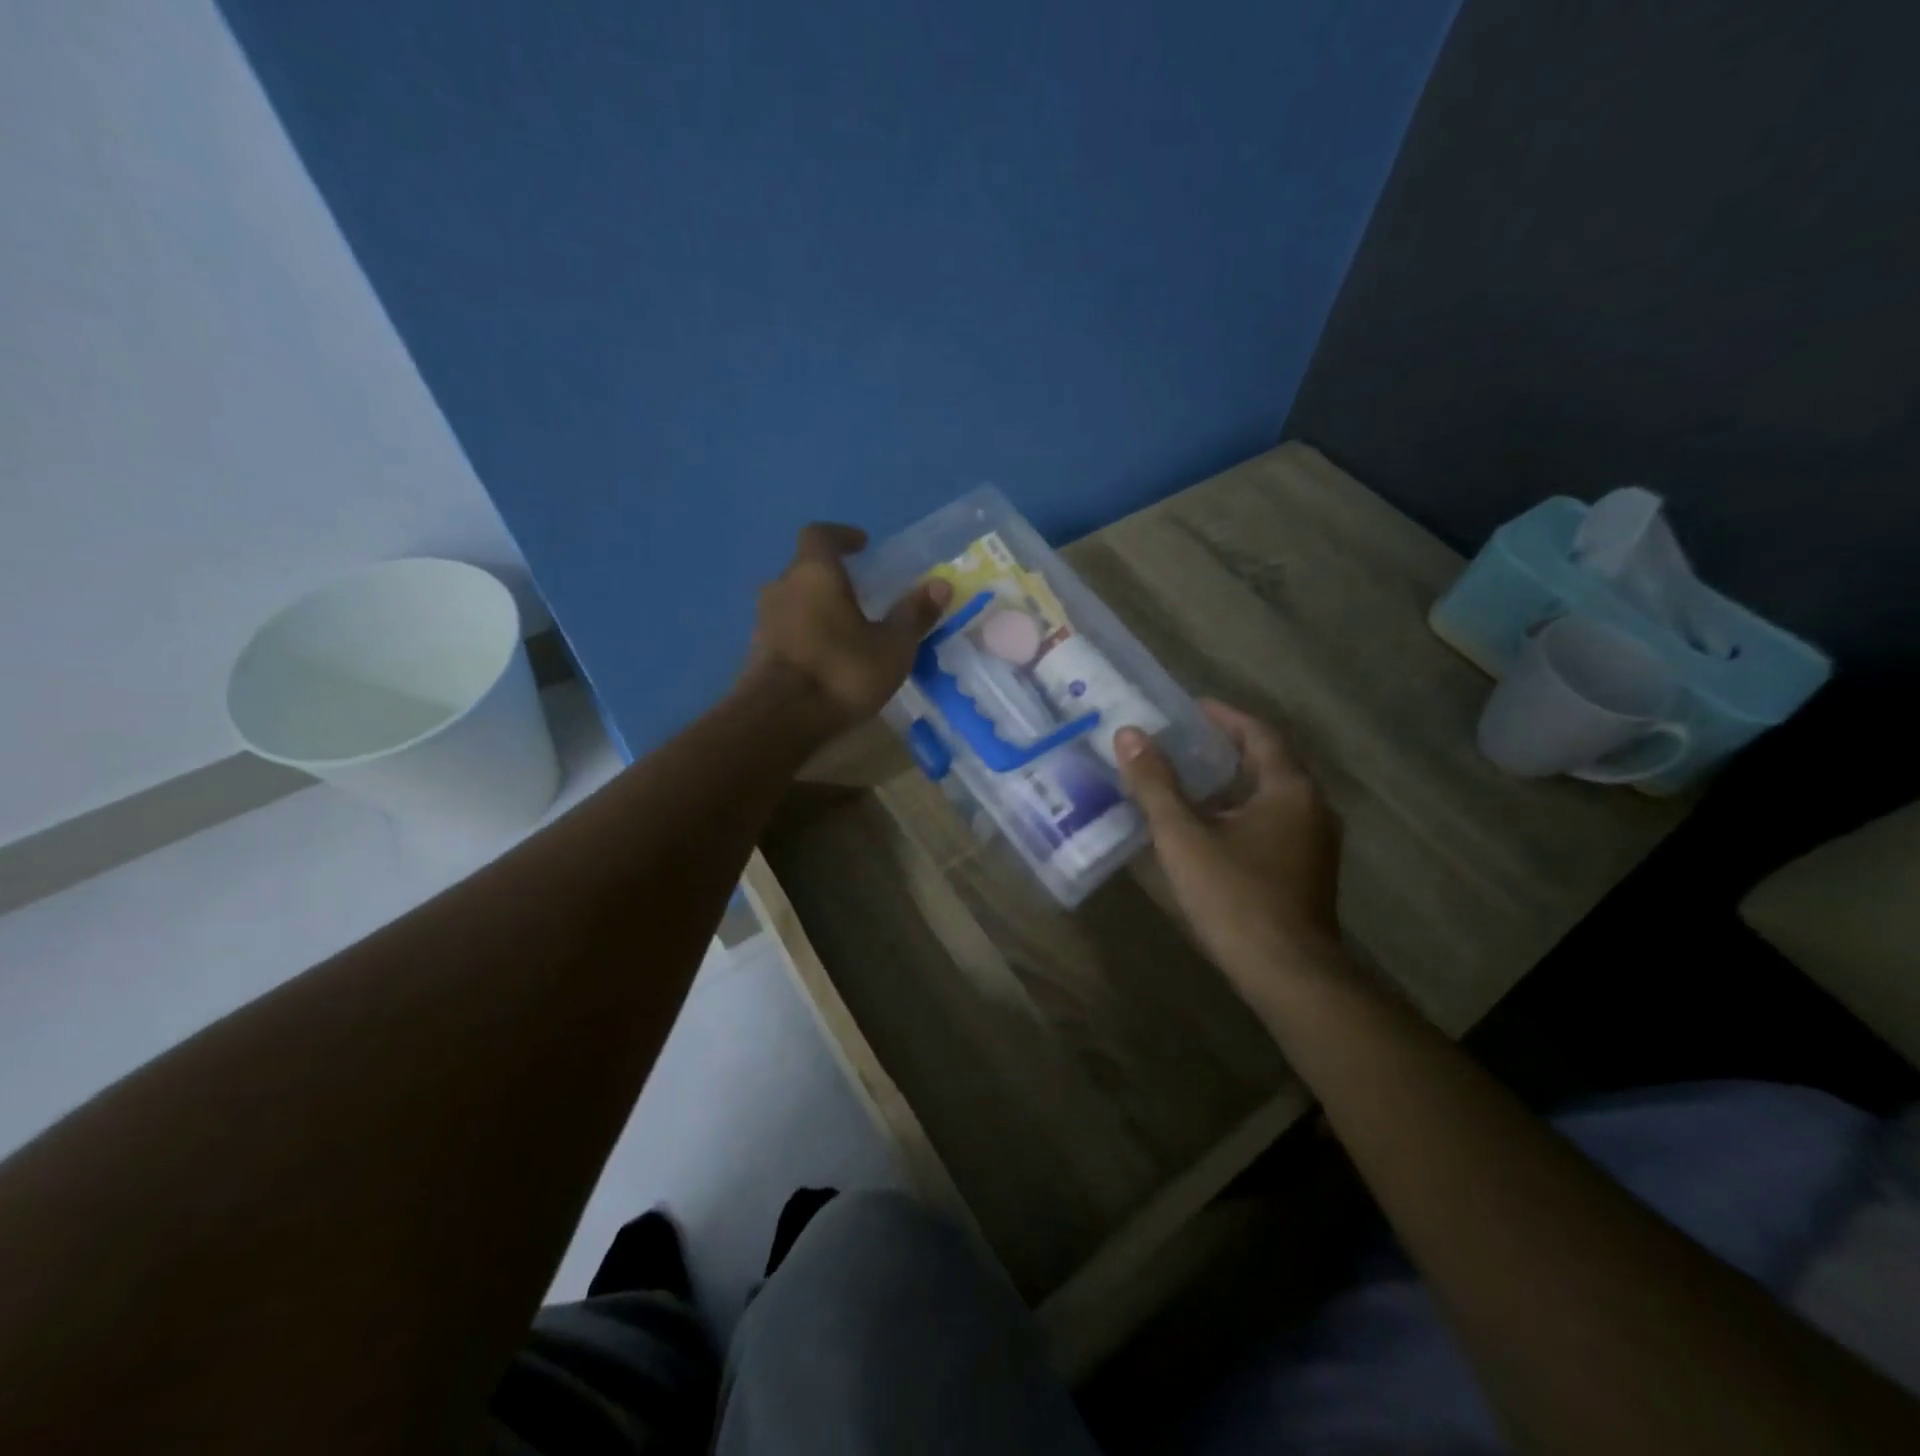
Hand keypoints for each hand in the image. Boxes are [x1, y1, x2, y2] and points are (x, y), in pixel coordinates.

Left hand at [745, 523, 951, 735]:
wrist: (779, 720)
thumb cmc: (841, 672)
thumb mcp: (892, 647)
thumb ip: (914, 614)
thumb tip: (940, 584)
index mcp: (814, 573)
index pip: (820, 535)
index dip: (842, 536)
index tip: (862, 545)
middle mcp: (782, 587)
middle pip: (805, 569)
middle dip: (832, 577)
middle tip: (861, 593)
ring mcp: (763, 621)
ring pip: (794, 601)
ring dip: (817, 607)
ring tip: (846, 628)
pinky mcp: (756, 652)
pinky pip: (786, 630)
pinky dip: (806, 634)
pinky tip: (826, 657)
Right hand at [1116, 700, 1343, 982]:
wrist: (1288, 974)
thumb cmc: (1235, 896)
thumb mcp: (1184, 836)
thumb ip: (1155, 783)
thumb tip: (1129, 734)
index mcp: (1289, 789)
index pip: (1258, 734)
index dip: (1223, 717)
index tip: (1189, 708)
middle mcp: (1312, 807)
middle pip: (1267, 763)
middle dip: (1225, 748)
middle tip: (1180, 742)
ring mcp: (1314, 842)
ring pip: (1270, 796)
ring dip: (1232, 783)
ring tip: (1187, 780)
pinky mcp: (1307, 871)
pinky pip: (1272, 823)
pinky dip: (1241, 812)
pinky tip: (1209, 828)